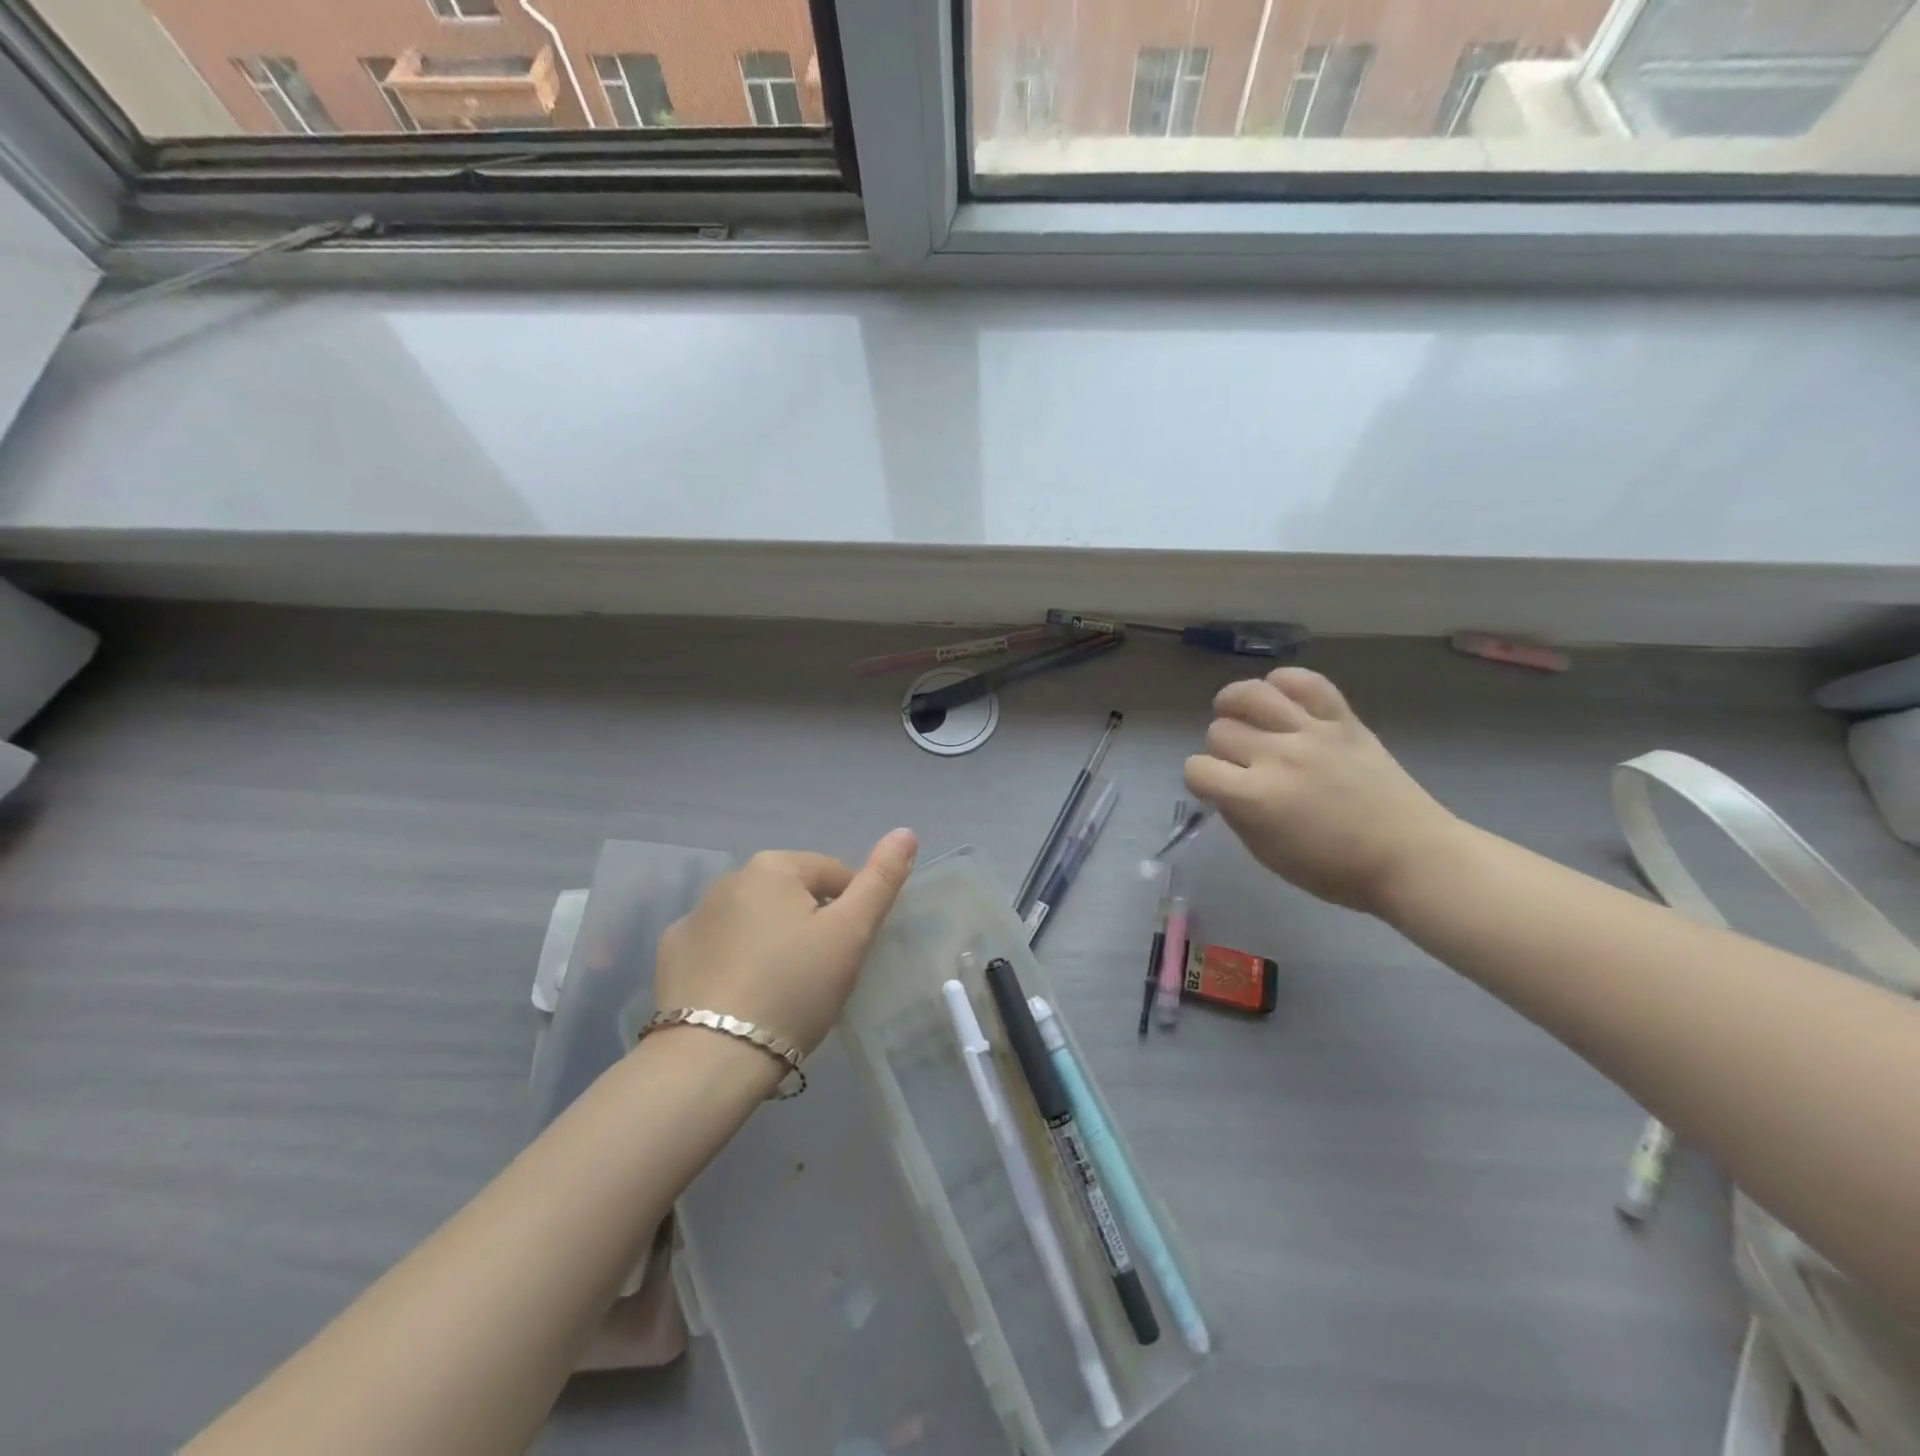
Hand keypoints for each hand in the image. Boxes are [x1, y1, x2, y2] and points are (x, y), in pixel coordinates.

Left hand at [653, 829, 918, 1055]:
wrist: (712, 1058)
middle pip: (792, 895)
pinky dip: (735, 960)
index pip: (833, 874)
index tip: (849, 954)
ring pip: (755, 919)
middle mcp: (728, 878)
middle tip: (821, 975)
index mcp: (773, 866)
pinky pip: (719, 946)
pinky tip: (742, 995)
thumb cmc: (794, 988)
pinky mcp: (671, 954)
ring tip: (782, 990)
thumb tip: (905, 832)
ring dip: (773, 940)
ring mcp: (694, 916)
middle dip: (811, 924)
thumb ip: (880, 880)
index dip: (852, 912)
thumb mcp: (851, 934)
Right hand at [1184, 668, 1459, 914]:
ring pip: (1250, 694)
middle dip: (1221, 748)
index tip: (1214, 788)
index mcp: (1254, 798)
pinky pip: (1305, 681)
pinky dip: (1285, 682)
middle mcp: (1276, 757)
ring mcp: (1311, 733)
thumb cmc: (1335, 869)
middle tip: (1239, 762)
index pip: (1197, 769)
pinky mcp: (1343, 719)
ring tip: (1240, 714)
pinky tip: (1280, 698)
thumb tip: (1224, 787)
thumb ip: (1238, 815)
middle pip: (1220, 730)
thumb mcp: (1268, 854)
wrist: (1410, 857)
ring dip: (1234, 703)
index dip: (1199, 780)